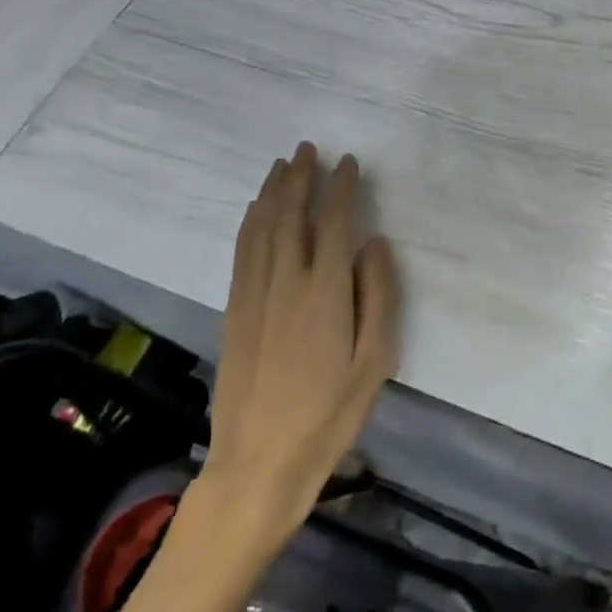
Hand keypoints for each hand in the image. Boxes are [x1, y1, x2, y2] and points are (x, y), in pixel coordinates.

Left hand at [196, 143, 398, 553]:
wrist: (258, 462)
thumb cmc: (329, 415)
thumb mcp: (374, 361)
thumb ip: (378, 296)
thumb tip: (376, 243)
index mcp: (324, 292)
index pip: (333, 222)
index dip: (341, 188)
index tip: (349, 162)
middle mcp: (284, 282)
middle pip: (290, 215)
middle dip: (300, 177)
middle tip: (309, 148)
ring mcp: (252, 295)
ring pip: (260, 227)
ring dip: (272, 192)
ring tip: (283, 165)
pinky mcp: (233, 311)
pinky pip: (241, 251)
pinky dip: (250, 221)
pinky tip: (255, 211)